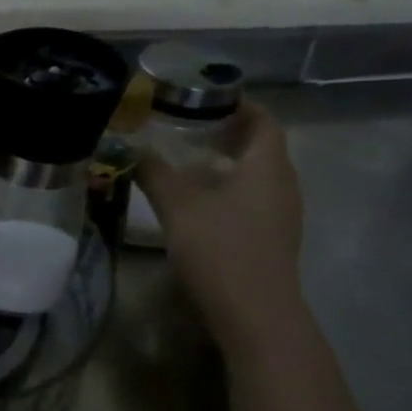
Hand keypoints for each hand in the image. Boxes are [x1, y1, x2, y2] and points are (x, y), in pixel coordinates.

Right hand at [135, 102, 305, 352]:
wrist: (254, 313)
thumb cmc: (220, 249)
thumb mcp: (178, 205)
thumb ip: (153, 171)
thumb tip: (129, 145)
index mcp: (267, 166)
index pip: (263, 120)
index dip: (238, 104)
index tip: (204, 97)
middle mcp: (282, 185)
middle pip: (260, 147)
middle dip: (226, 133)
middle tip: (187, 127)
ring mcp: (280, 215)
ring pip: (254, 176)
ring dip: (224, 164)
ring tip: (185, 162)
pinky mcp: (270, 239)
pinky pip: (251, 200)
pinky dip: (227, 189)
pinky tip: (196, 203)